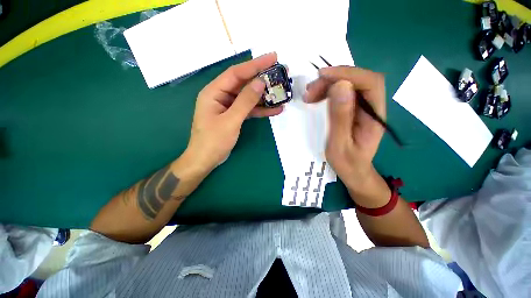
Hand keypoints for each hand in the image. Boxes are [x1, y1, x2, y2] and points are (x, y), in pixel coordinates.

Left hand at [185, 52, 282, 172]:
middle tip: (280, 73)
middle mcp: (221, 96)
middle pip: (244, 83)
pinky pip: (249, 109)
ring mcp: (229, 107)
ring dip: (264, 96)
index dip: (255, 65)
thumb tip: (260, 83)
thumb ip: (245, 101)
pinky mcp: (234, 116)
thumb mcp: (230, 120)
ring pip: (248, 97)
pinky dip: (261, 110)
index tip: (273, 58)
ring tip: (281, 92)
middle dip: (262, 79)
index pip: (236, 73)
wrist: (206, 160)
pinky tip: (275, 110)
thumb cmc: (213, 141)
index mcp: (214, 92)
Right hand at [304, 67, 389, 205]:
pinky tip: (316, 98)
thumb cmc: (347, 163)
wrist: (353, 172)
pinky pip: (342, 93)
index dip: (348, 73)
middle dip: (333, 80)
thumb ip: (340, 118)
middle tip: (309, 92)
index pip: (370, 83)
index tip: (323, 75)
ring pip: (349, 85)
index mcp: (374, 116)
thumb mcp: (339, 144)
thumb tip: (340, 86)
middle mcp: (372, 107)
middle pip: (358, 80)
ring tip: (309, 95)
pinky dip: (327, 92)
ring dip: (328, 85)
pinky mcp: (353, 110)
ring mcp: (362, 107)